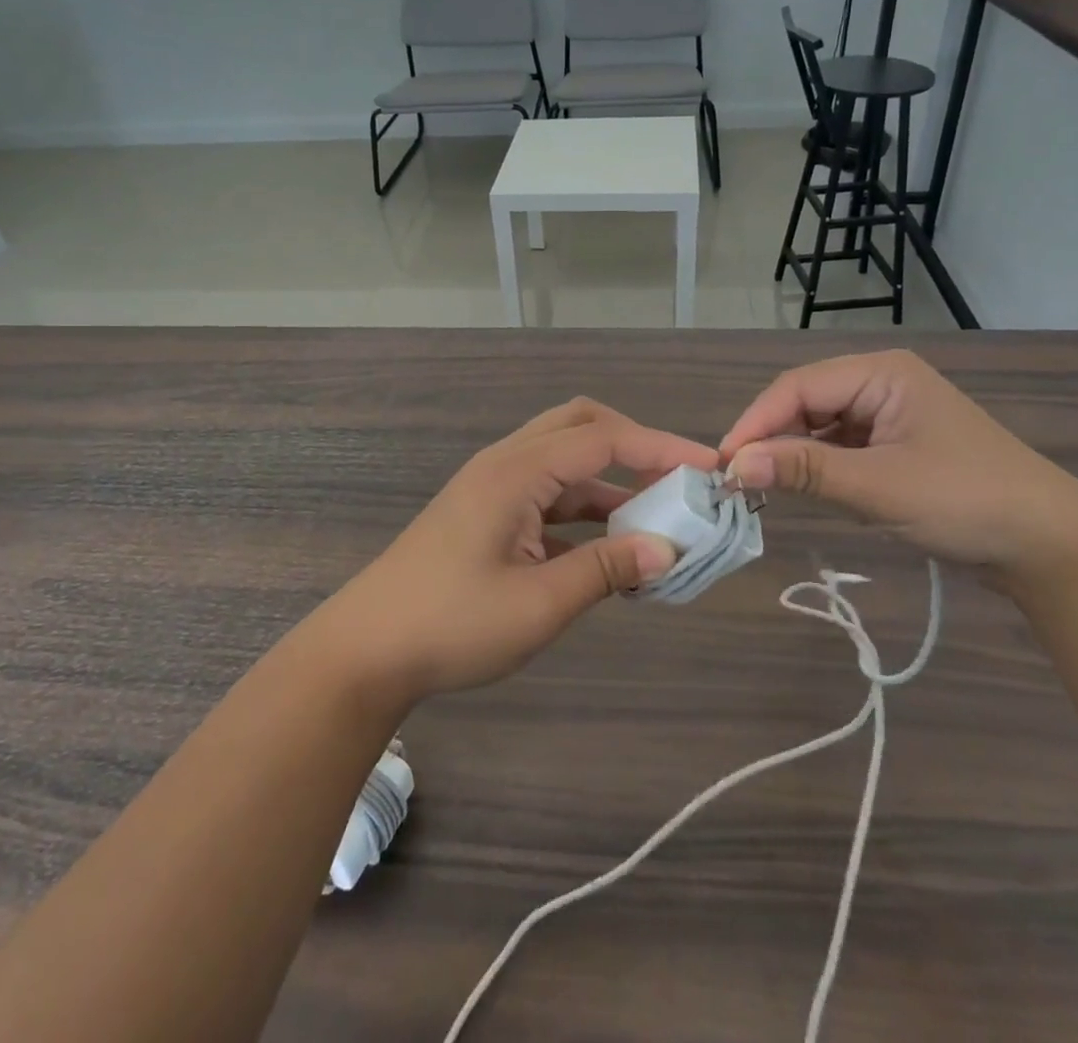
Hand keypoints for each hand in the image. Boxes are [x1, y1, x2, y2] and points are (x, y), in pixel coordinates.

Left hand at [309, 399, 713, 705]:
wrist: (366, 651)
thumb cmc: (451, 625)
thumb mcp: (539, 604)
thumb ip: (606, 569)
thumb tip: (668, 550)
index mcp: (516, 471)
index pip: (603, 439)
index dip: (661, 448)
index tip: (711, 468)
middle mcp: (505, 464)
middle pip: (580, 427)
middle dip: (635, 446)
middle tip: (679, 481)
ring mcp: (493, 487)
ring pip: (565, 461)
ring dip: (611, 480)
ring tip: (658, 517)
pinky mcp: (487, 513)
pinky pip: (548, 494)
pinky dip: (584, 508)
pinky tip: (611, 544)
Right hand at [718, 350, 1077, 575]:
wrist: (1051, 547)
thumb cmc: (966, 501)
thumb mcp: (878, 486)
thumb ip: (804, 470)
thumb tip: (734, 466)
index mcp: (880, 373)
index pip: (797, 387)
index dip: (755, 422)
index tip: (723, 463)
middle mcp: (880, 383)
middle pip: (804, 402)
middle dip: (770, 438)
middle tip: (736, 479)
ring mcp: (888, 415)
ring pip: (818, 426)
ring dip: (790, 454)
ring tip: (758, 486)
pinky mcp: (894, 446)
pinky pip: (838, 447)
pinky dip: (814, 466)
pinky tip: (797, 487)